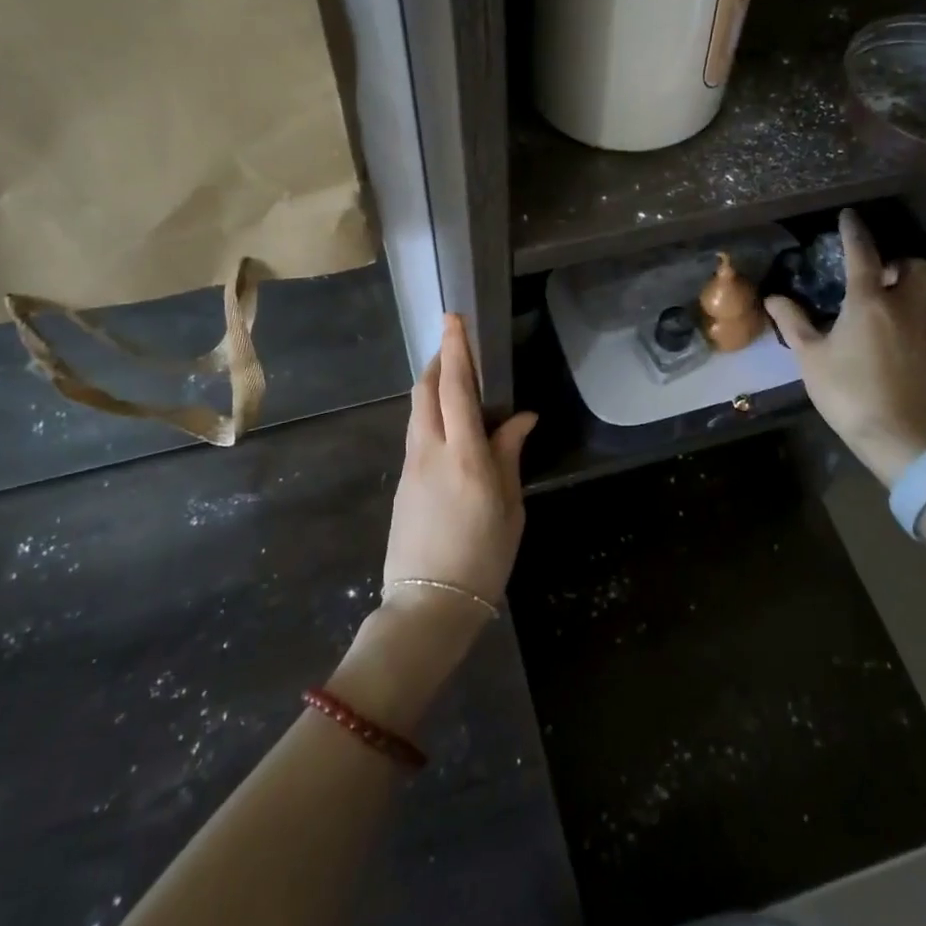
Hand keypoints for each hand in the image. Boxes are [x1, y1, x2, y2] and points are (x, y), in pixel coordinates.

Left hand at [381, 314, 537, 614]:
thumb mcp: (509, 508)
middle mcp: (431, 452)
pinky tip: (449, 426)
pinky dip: (430, 415)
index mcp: (465, 456)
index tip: (454, 319)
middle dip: (438, 362)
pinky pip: (417, 434)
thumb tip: (522, 418)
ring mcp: (411, 467)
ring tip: (454, 382)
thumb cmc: (482, 558)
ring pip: (418, 411)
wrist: (428, 606)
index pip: (455, 388)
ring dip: (432, 387)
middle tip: (457, 347)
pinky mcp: (403, 483)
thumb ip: (510, 455)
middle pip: (426, 391)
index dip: (456, 350)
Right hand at [767, 209, 925, 485]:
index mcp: (869, 302)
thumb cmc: (849, 392)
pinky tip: (888, 330)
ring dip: (907, 285)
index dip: (854, 232)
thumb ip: (793, 323)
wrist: (901, 438)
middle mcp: (903, 307)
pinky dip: (910, 310)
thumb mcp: (810, 358)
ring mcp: (923, 329)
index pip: (863, 254)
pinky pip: (925, 315)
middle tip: (873, 274)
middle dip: (897, 262)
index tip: (848, 217)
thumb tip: (774, 298)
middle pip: (915, 267)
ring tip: (879, 300)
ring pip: (925, 291)